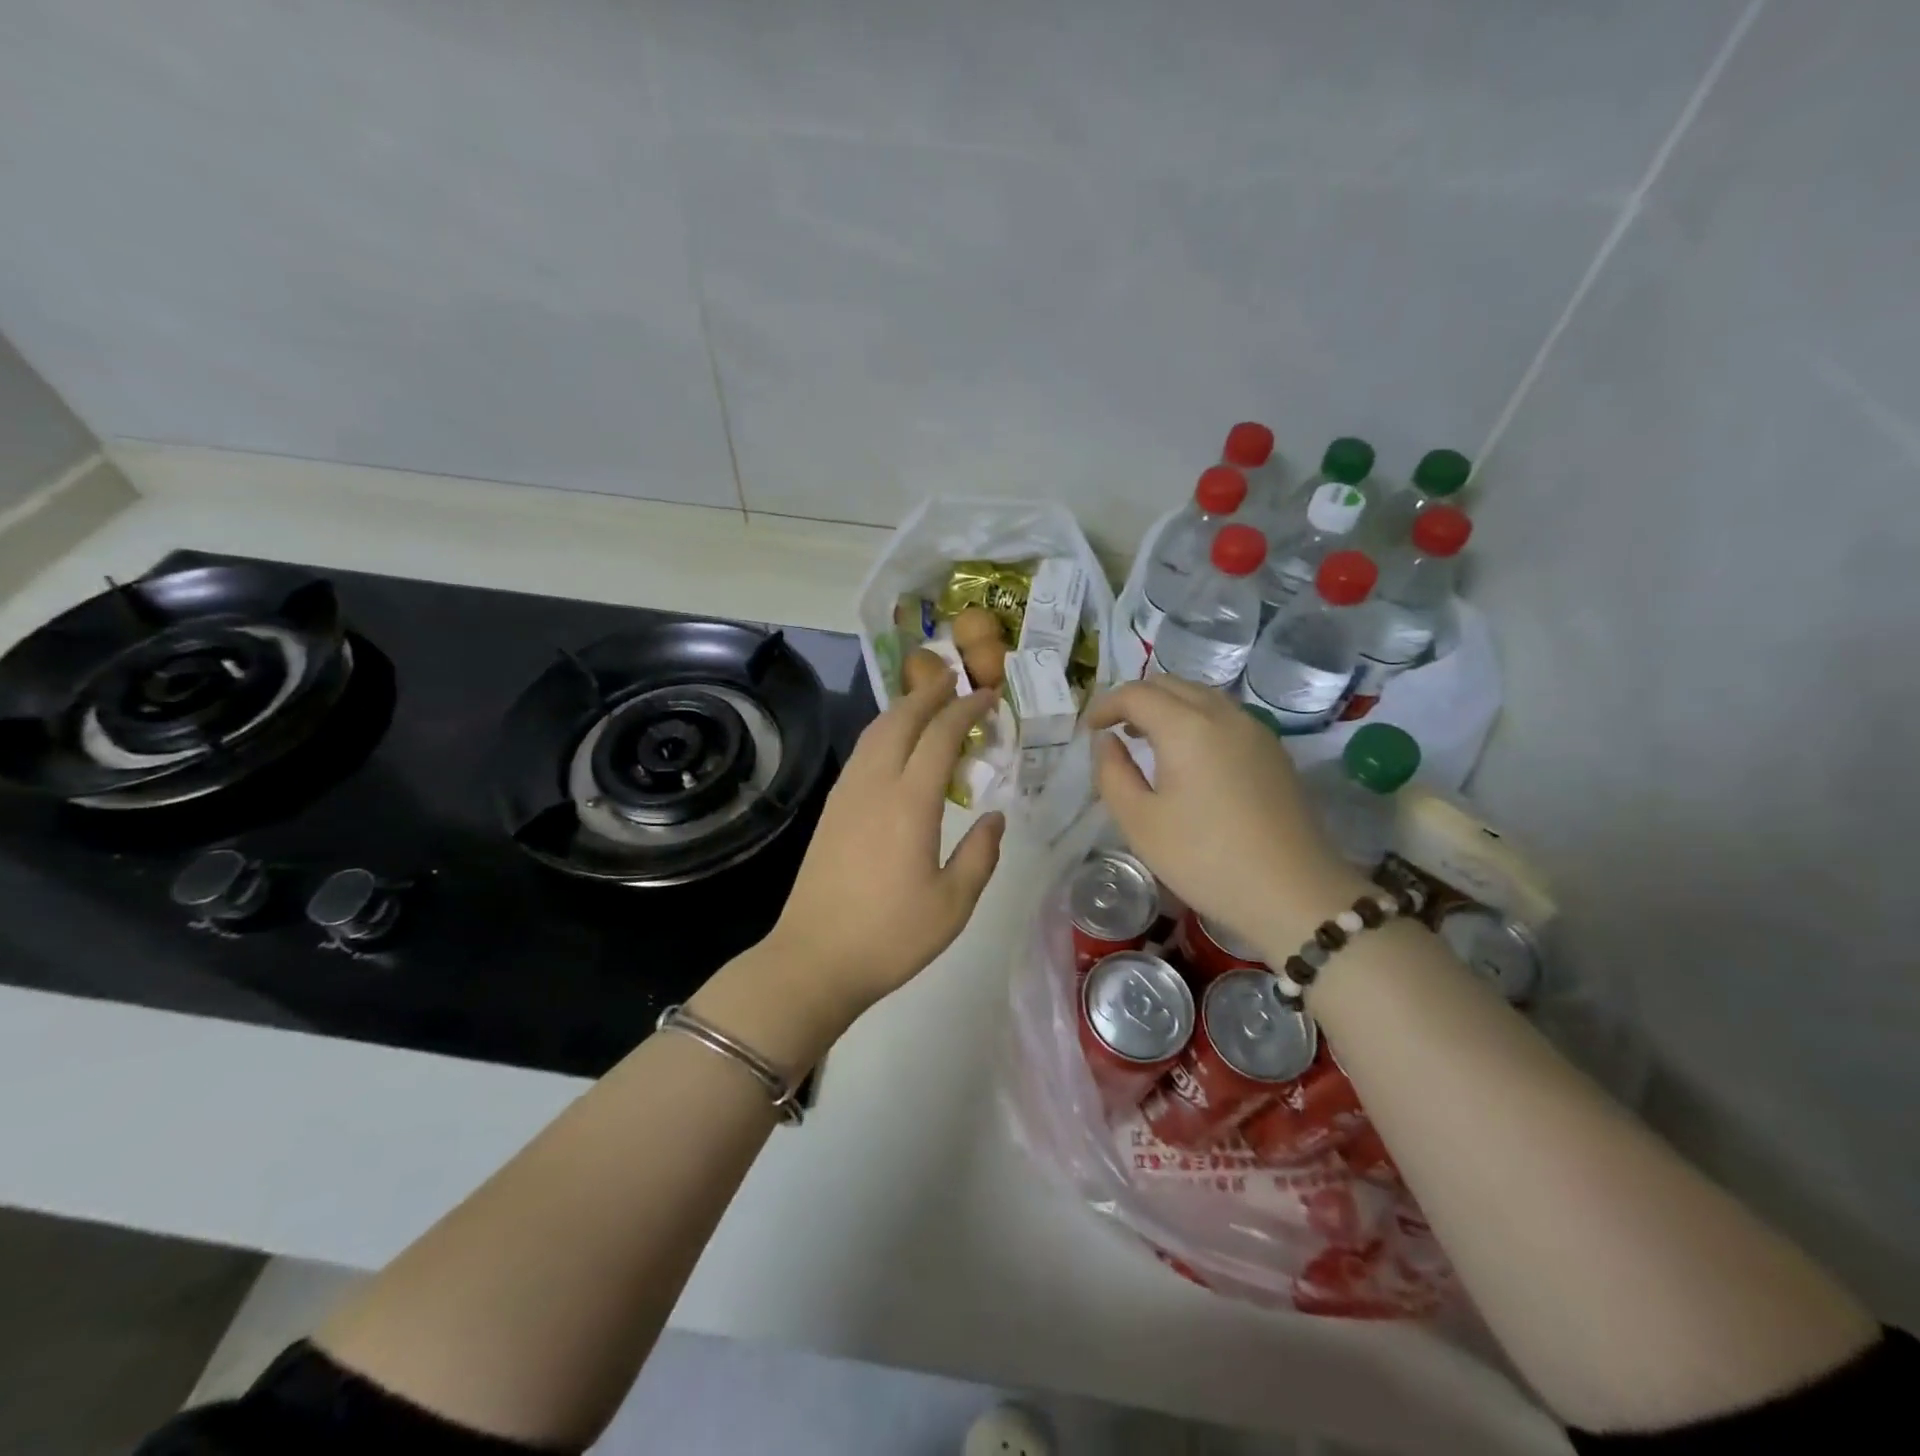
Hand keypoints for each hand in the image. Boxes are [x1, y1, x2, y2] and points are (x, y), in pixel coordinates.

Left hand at [764, 670, 1004, 1016]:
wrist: (814, 959)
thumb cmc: (890, 936)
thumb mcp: (952, 904)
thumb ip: (980, 855)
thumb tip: (995, 817)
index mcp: (909, 803)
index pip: (941, 736)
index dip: (967, 709)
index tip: (989, 695)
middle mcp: (874, 785)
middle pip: (901, 720)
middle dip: (930, 693)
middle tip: (956, 680)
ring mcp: (846, 794)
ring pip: (875, 732)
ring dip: (903, 708)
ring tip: (928, 702)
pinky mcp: (831, 809)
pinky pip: (861, 752)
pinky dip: (883, 732)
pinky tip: (894, 745)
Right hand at [1089, 678, 1367, 957]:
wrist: (1294, 893)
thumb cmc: (1205, 859)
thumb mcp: (1140, 822)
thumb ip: (1112, 773)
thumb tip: (1108, 742)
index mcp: (1186, 727)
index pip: (1136, 694)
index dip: (1106, 705)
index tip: (1090, 730)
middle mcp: (1223, 715)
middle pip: (1171, 685)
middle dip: (1136, 699)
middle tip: (1114, 730)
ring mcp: (1254, 730)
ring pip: (1201, 697)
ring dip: (1167, 707)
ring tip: (1147, 739)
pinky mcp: (1273, 751)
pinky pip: (1224, 716)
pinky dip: (1195, 720)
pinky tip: (1188, 756)